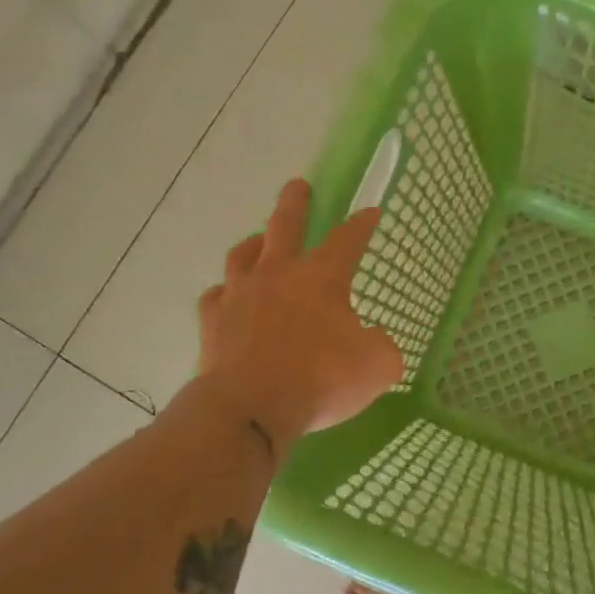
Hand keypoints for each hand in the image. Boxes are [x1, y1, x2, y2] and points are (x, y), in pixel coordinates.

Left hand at [188, 179, 402, 455]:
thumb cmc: (320, 380)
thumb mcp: (378, 366)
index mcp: (322, 278)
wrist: (250, 407)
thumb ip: (382, 346)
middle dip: (295, 202)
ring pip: (242, 254)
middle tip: (298, 186)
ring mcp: (239, 295)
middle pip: (285, 225)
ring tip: (259, 240)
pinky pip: (215, 297)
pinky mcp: (212, 322)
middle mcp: (278, 275)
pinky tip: (228, 297)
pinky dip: (224, 293)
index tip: (370, 212)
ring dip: (254, 243)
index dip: (361, 224)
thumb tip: (374, 340)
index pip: (348, 239)